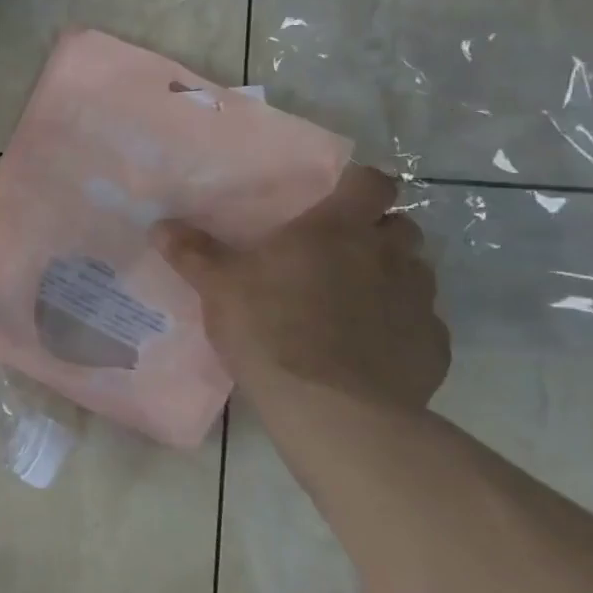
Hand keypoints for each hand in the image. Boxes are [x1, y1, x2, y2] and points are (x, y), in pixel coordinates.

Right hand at [152, 166, 449, 410]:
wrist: (331, 410)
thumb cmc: (270, 329)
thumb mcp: (218, 287)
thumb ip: (193, 252)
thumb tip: (160, 224)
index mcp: (338, 229)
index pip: (372, 183)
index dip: (359, 185)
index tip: (337, 198)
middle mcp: (387, 255)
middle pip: (401, 226)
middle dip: (377, 232)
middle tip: (340, 252)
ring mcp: (418, 301)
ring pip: (416, 273)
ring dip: (391, 277)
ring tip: (355, 301)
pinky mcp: (432, 347)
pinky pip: (422, 324)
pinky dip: (401, 327)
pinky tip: (371, 348)